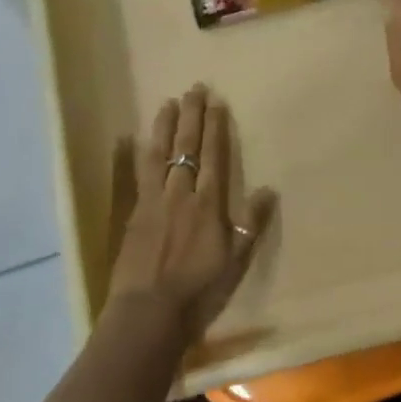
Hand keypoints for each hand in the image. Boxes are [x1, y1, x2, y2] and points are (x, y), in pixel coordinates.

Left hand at [106, 85, 275, 342]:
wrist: (149, 312)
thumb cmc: (200, 290)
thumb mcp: (237, 261)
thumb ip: (251, 223)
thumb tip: (269, 189)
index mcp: (207, 203)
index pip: (212, 155)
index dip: (214, 127)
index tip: (215, 102)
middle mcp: (180, 193)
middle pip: (185, 146)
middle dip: (191, 116)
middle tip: (193, 88)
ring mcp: (153, 201)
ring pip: (158, 153)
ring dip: (163, 126)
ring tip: (167, 103)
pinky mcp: (134, 213)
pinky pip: (136, 174)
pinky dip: (136, 153)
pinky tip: (132, 139)